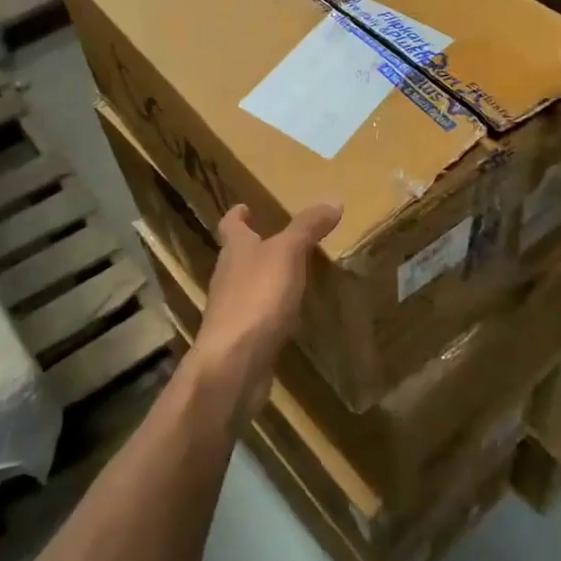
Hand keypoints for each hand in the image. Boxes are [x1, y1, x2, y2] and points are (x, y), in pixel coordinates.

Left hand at [192, 200, 342, 423]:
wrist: (233, 362)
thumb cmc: (257, 297)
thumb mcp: (288, 253)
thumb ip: (307, 228)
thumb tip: (333, 199)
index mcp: (235, 250)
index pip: (230, 225)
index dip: (237, 214)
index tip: (244, 207)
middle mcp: (227, 276)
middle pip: (237, 256)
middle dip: (253, 247)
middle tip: (277, 240)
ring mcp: (231, 310)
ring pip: (246, 287)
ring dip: (263, 280)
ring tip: (289, 277)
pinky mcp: (239, 340)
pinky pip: (256, 318)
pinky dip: (270, 312)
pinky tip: (288, 318)